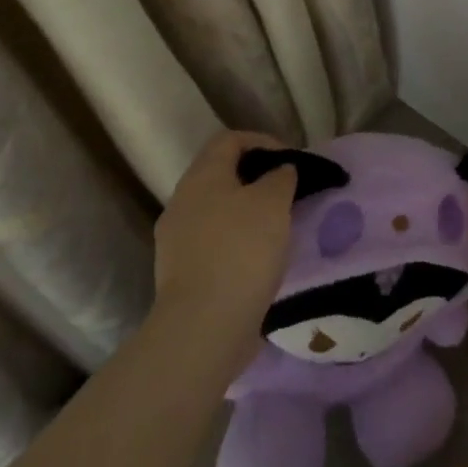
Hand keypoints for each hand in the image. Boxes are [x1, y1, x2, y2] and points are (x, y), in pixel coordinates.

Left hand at [150, 130, 296, 370]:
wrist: (204, 326)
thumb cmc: (242, 250)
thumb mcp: (274, 202)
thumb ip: (280, 177)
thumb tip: (278, 172)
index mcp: (202, 177)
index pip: (229, 140)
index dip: (263, 141)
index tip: (291, 160)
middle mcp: (182, 202)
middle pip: (220, 174)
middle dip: (256, 178)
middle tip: (287, 192)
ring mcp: (176, 240)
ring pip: (217, 210)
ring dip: (246, 212)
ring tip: (278, 226)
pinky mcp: (181, 273)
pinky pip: (213, 242)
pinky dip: (237, 241)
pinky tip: (259, 258)